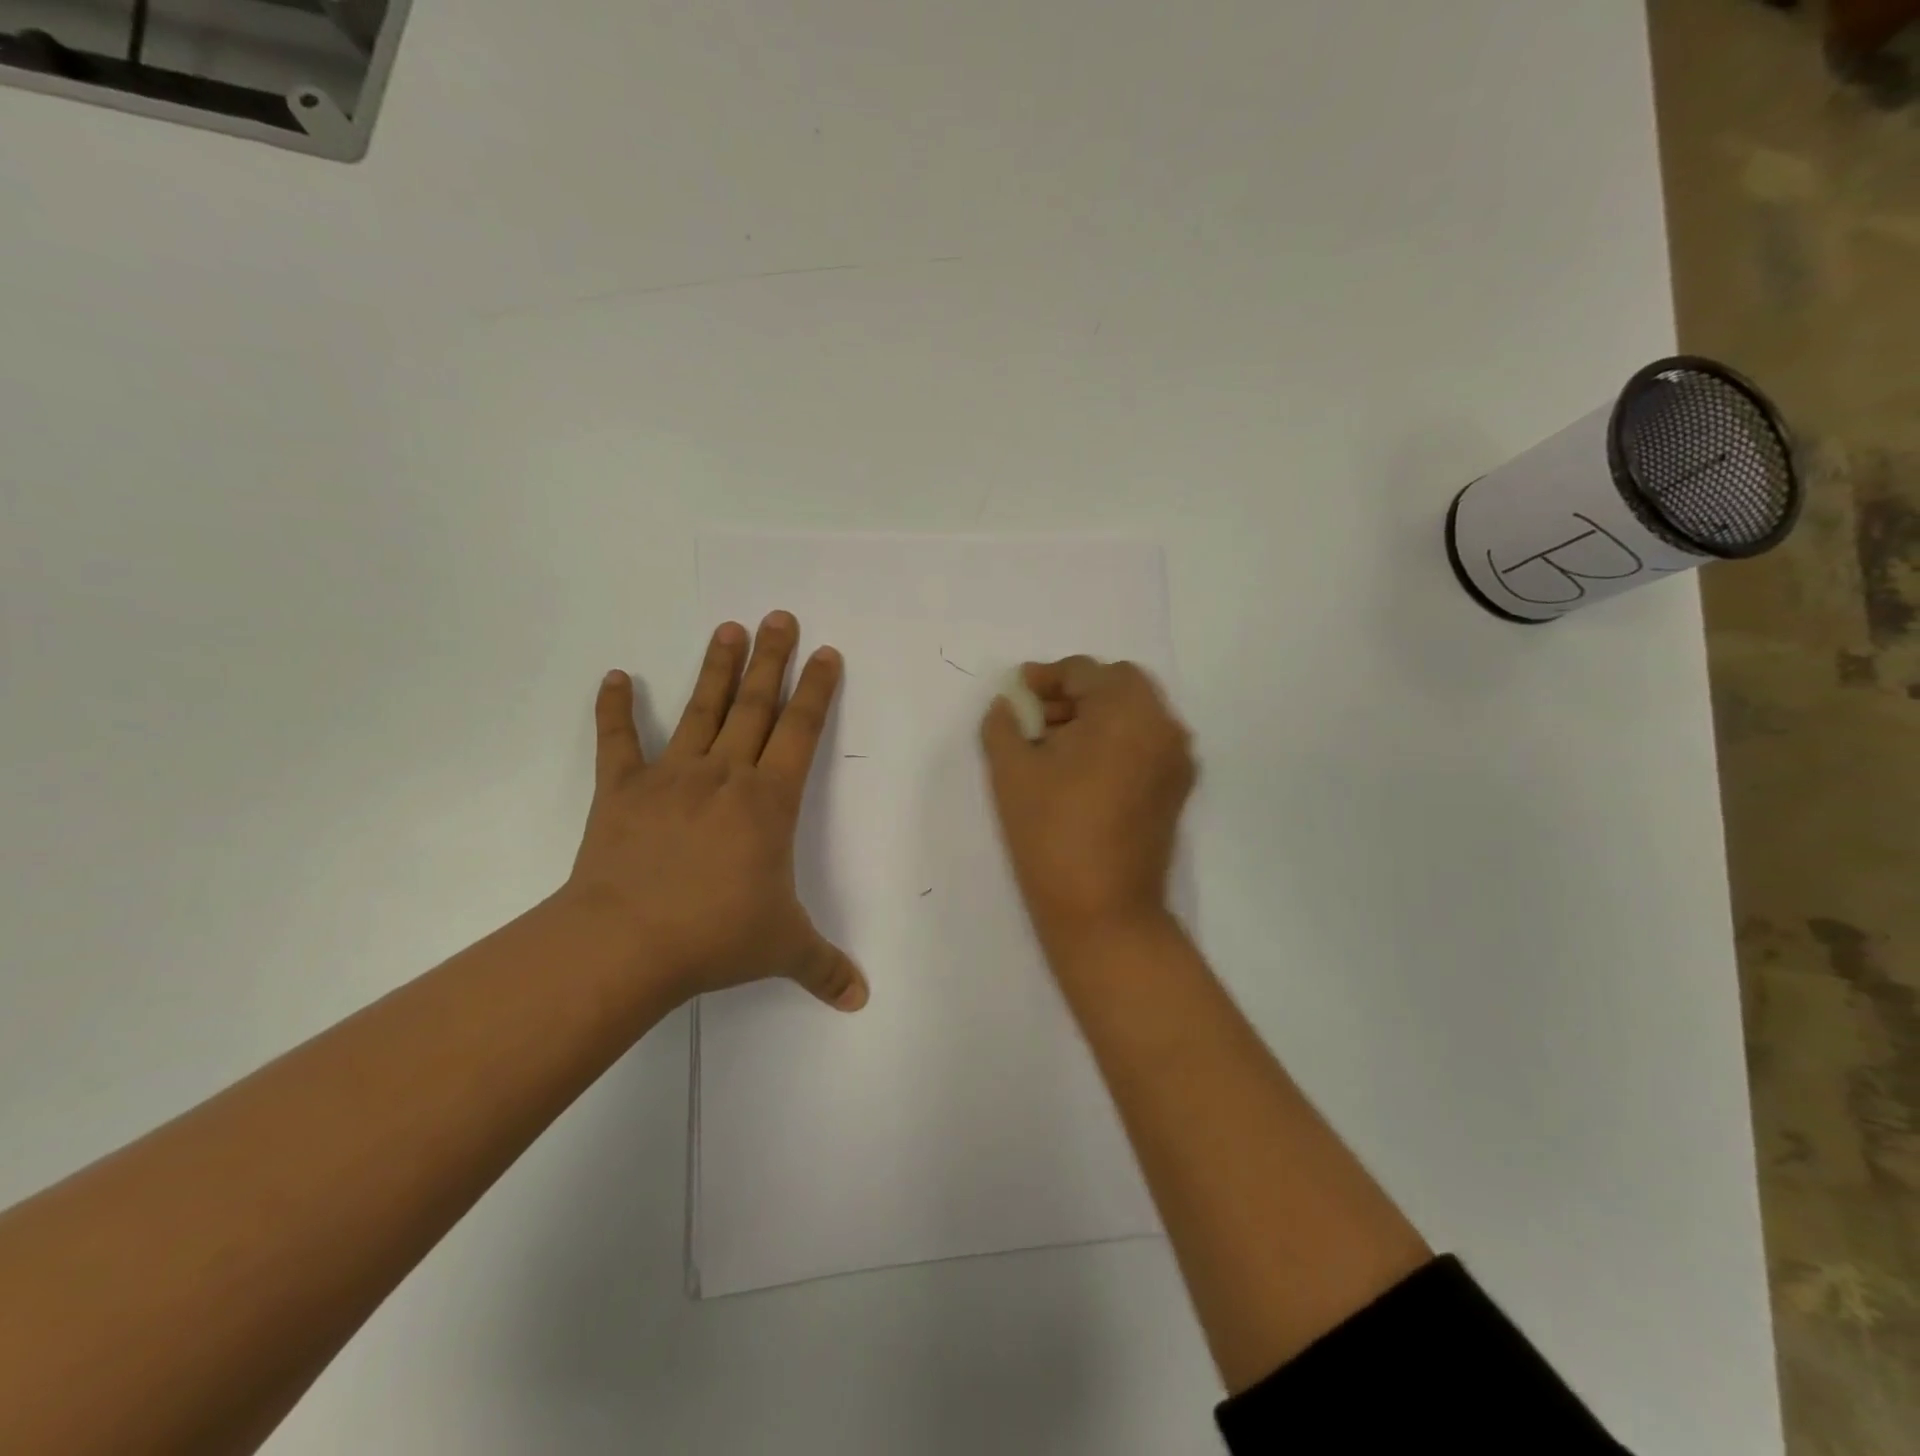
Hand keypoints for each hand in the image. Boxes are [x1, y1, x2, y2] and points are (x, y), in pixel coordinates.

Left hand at [563, 614, 868, 1011]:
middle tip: (779, 616)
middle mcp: (725, 776)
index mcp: (769, 802)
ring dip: (716, 669)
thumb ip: (825, 967)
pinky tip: (614, 676)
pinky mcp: (622, 790)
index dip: (816, 691)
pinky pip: (617, 742)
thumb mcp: (783, 949)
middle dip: (772, 660)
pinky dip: (614, 709)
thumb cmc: (715, 935)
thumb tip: (862, 999)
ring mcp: (671, 778)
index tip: (825, 653)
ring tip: (728, 628)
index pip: (801, 732)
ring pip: (701, 711)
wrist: (627, 943)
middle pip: (755, 706)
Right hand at [979, 657, 1195, 949]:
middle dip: (1074, 694)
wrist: (1102, 910)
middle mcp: (1163, 725)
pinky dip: (1115, 741)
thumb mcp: (1011, 771)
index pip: (1084, 672)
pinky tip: (1080, 769)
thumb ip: (1003, 724)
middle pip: (1117, 686)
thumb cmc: (1051, 832)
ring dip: (1095, 716)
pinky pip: (1145, 743)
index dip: (1045, 678)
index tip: (1017, 691)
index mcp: (1126, 710)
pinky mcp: (1177, 789)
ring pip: (1134, 714)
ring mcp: (1175, 759)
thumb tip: (1008, 704)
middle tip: (1036, 718)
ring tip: (1053, 745)